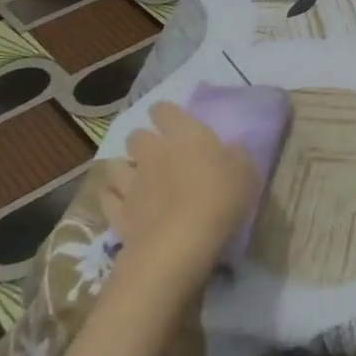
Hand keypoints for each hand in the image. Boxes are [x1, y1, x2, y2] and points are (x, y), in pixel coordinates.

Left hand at [101, 101, 260, 282]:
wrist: (179, 245)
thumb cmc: (219, 199)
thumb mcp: (247, 172)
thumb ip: (237, 155)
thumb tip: (231, 149)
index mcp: (185, 134)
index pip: (164, 110)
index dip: (166, 114)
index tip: (174, 123)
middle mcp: (152, 151)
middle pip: (136, 135)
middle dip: (143, 141)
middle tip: (158, 154)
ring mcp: (131, 182)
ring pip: (115, 165)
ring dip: (124, 168)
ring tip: (136, 178)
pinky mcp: (118, 213)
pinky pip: (108, 197)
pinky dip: (113, 197)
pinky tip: (123, 203)